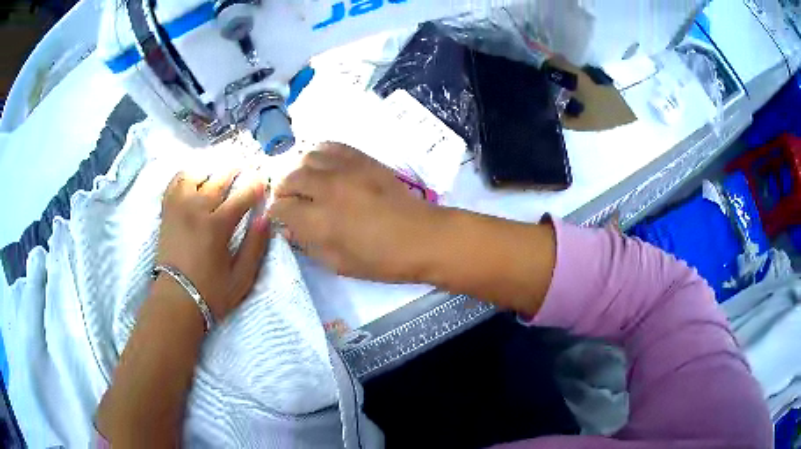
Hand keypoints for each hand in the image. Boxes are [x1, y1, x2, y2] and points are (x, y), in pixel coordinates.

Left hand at [157, 170, 271, 321]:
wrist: (175, 300)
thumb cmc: (211, 293)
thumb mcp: (242, 278)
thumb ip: (255, 247)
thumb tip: (265, 218)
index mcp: (217, 226)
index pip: (242, 196)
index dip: (256, 186)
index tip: (263, 180)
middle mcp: (197, 209)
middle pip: (219, 179)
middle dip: (236, 171)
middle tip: (245, 169)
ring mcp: (178, 207)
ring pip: (196, 174)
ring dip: (211, 171)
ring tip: (218, 175)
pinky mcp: (167, 211)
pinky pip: (175, 182)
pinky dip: (186, 175)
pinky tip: (194, 179)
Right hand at [269, 143, 441, 282]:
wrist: (422, 237)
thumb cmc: (382, 260)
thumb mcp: (339, 264)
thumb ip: (308, 245)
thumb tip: (289, 228)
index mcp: (320, 221)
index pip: (282, 207)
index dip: (277, 213)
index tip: (281, 217)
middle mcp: (328, 189)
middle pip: (290, 178)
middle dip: (283, 190)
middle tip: (289, 200)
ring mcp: (346, 170)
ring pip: (307, 157)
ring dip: (300, 170)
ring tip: (305, 182)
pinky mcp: (362, 159)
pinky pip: (331, 146)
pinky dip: (320, 153)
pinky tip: (323, 165)